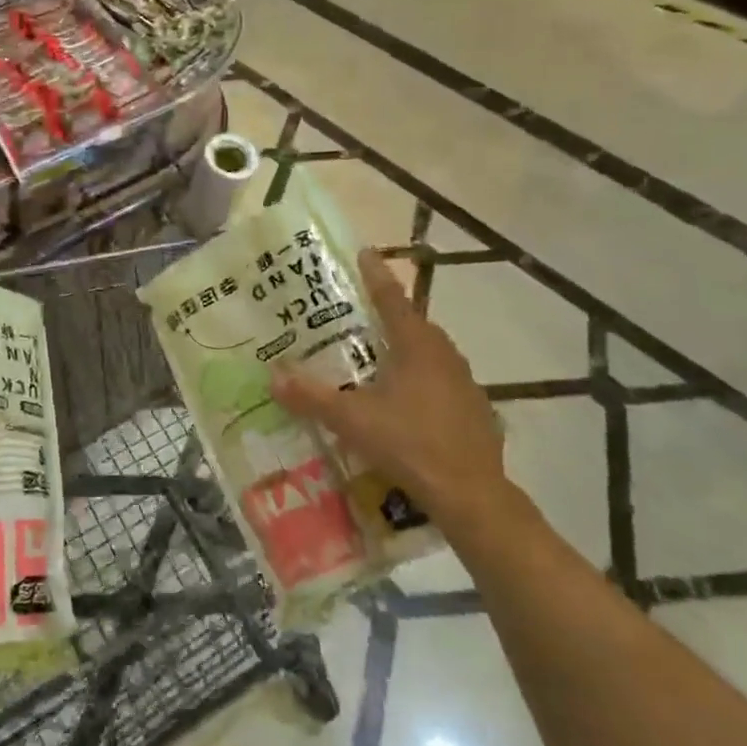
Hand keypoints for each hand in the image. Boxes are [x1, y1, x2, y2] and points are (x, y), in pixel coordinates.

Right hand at [272, 250, 507, 522]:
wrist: (472, 493)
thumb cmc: (410, 443)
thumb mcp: (353, 420)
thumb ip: (312, 397)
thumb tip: (272, 376)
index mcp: (416, 345)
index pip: (391, 298)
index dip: (375, 275)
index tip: (365, 252)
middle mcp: (444, 354)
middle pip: (413, 324)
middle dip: (388, 314)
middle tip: (360, 313)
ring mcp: (464, 382)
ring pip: (429, 353)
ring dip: (405, 348)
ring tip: (378, 356)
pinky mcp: (474, 409)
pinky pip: (441, 380)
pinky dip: (420, 379)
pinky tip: (404, 401)